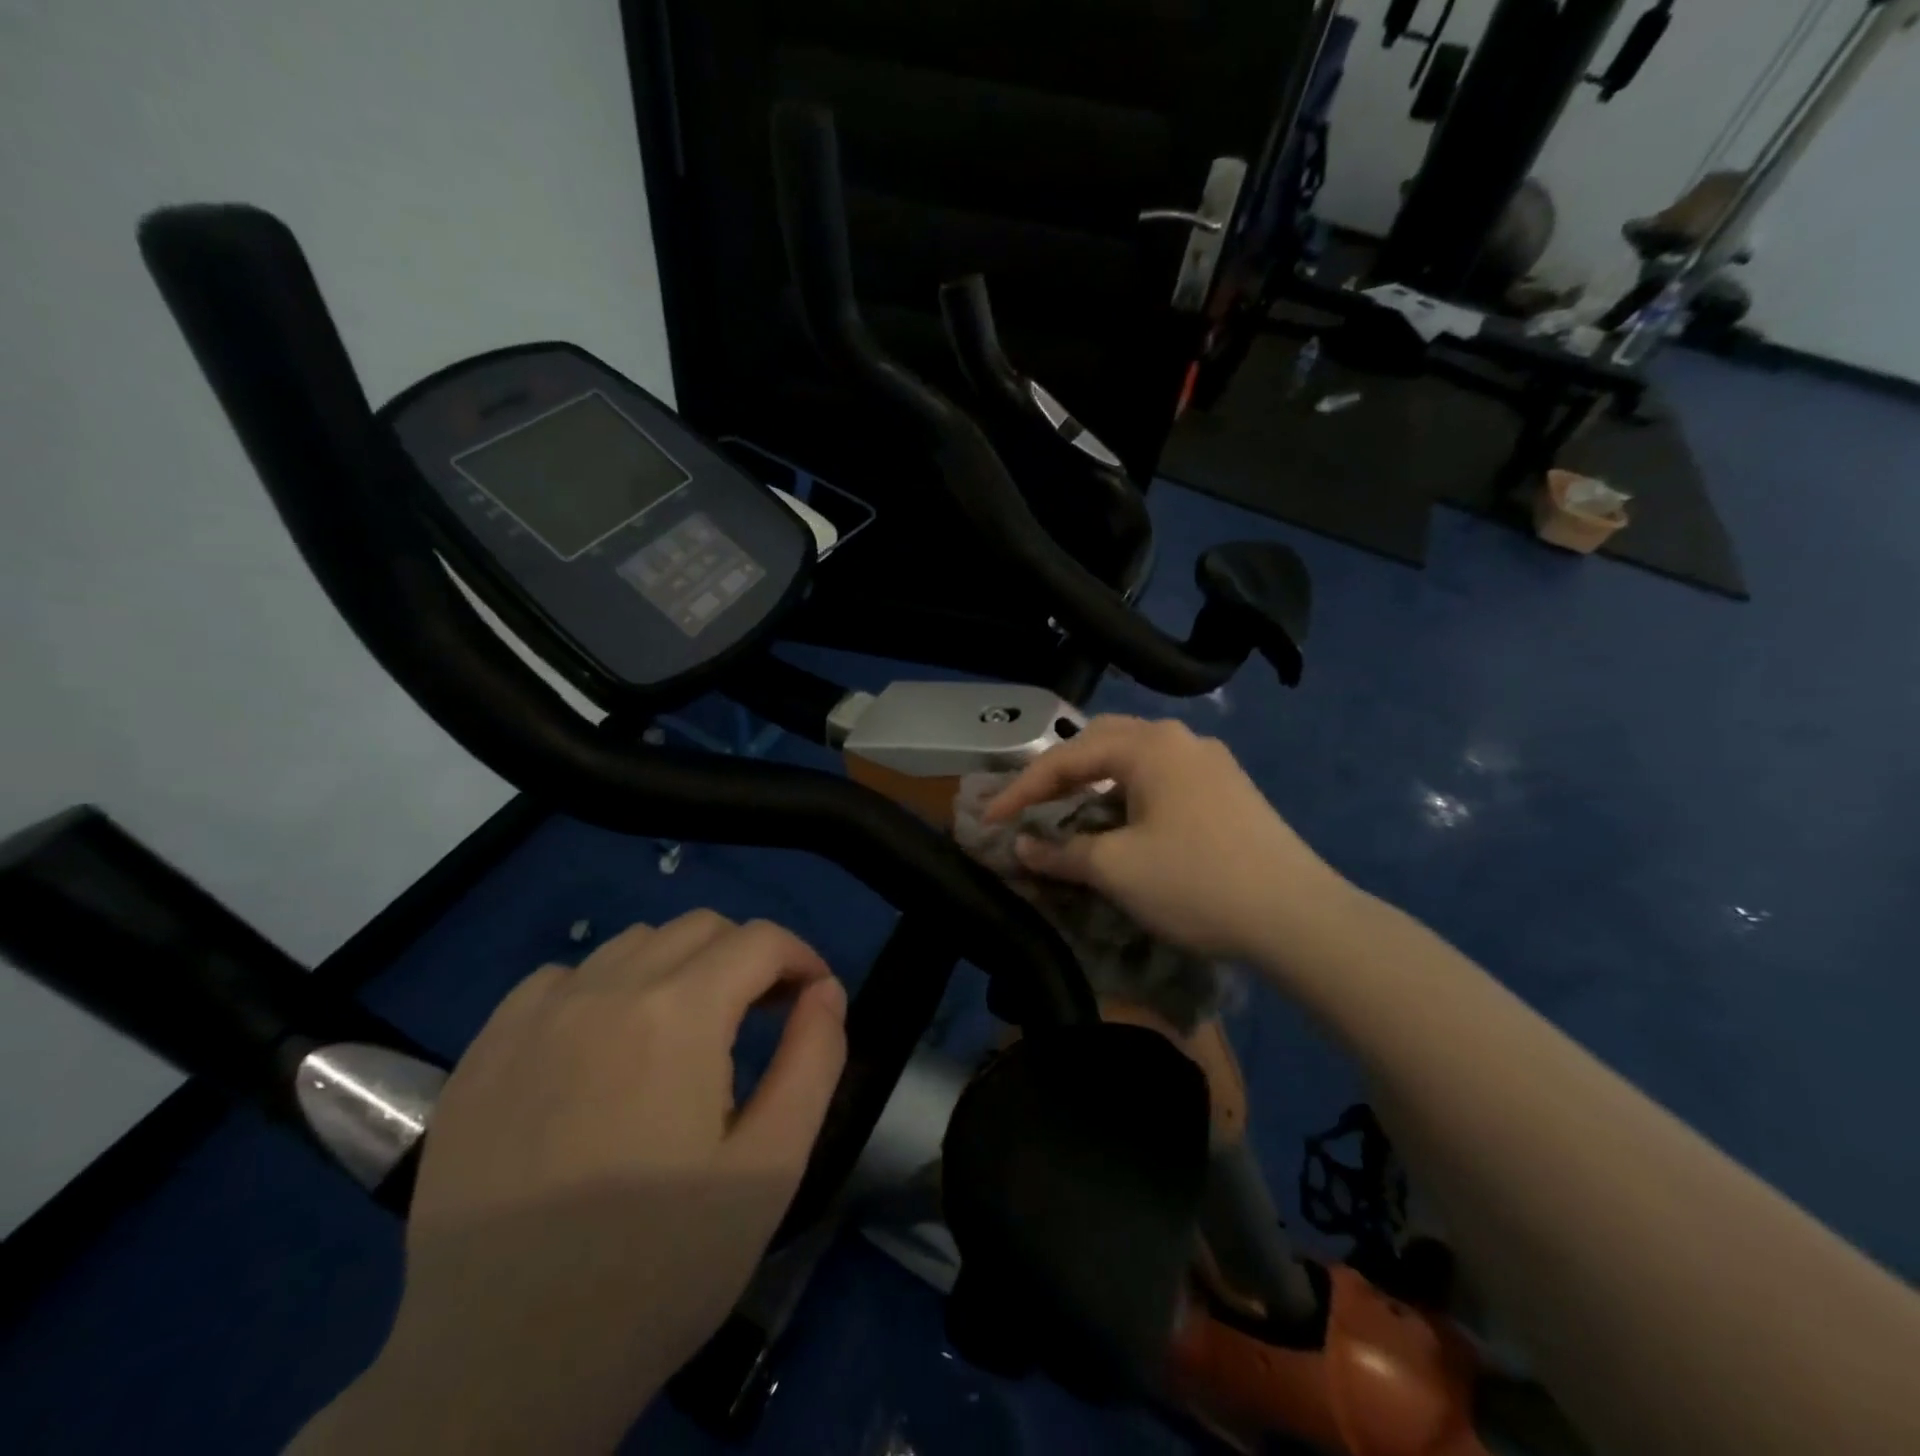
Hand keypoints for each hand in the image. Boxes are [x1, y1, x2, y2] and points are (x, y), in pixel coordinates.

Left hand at [295, 912, 845, 1454]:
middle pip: (699, 927)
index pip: (760, 940)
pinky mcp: (484, 1051)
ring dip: (678, 966)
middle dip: (746, 958)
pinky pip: (560, 978)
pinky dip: (603, 987)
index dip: (801, 959)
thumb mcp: (770, 1167)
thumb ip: (814, 1060)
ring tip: (687, 1032)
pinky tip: (605, 1047)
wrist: (501, 1371)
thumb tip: (826, 991)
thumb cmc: (659, 1266)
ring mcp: (535, 1017)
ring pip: (631, 944)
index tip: (814, 1000)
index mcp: (679, 1013)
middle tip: (760, 1016)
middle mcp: (605, 990)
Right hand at [987, 716, 1345, 961]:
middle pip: (1101, 742)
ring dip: (1096, 780)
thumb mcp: (1116, 869)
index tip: (988, 821)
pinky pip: (1162, 777)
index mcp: (1149, 746)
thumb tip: (1020, 848)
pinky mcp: (1229, 789)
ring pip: (1135, 758)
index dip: (1021, 791)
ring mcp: (1211, 762)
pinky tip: (1125, 821)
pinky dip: (1129, 792)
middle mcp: (1180, 739)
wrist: (1299, 917)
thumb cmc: (1197, 883)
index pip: (1067, 758)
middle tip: (1031, 804)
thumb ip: (1060, 852)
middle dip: (1060, 772)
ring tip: (1072, 811)